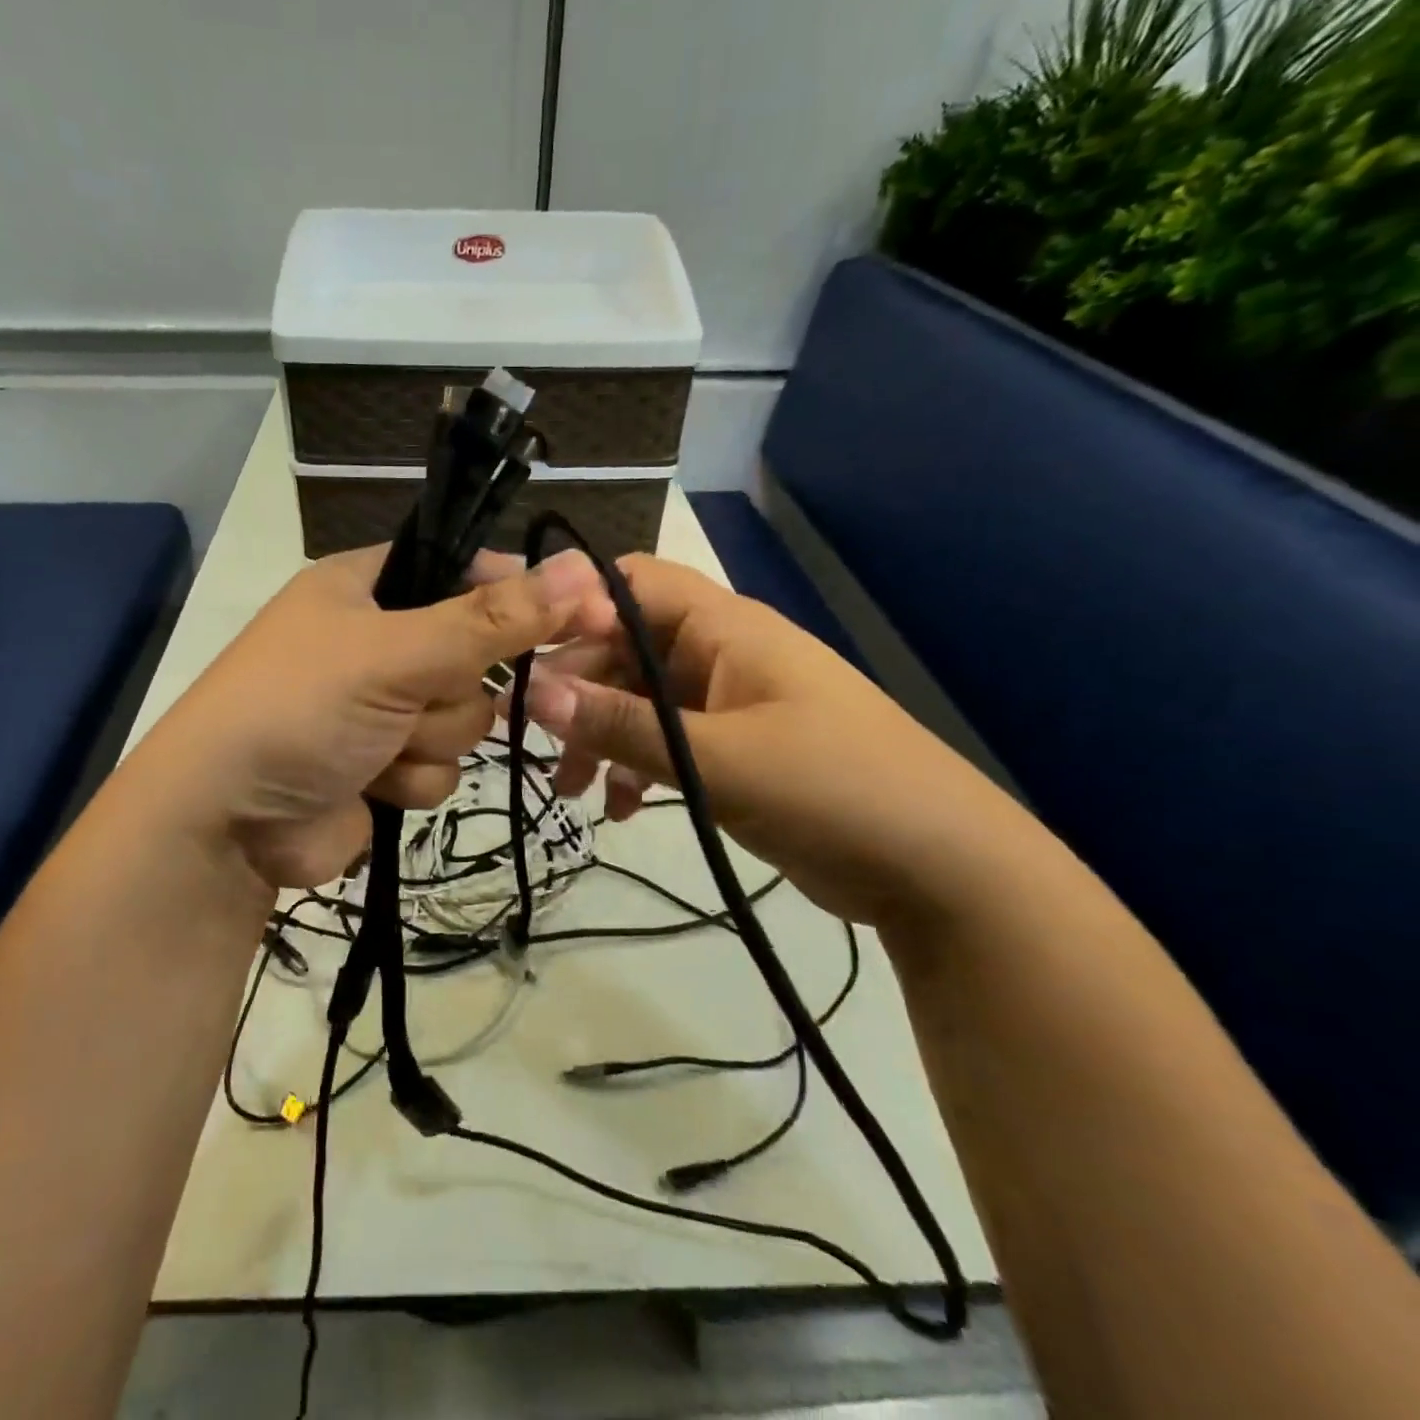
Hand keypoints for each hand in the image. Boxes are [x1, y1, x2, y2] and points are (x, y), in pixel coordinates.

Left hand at [154, 544, 612, 891]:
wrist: (226, 823)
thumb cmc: (299, 709)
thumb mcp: (395, 653)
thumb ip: (492, 619)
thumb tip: (586, 571)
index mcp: (368, 586)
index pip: (467, 570)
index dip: (518, 594)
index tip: (575, 616)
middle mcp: (379, 640)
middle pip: (476, 656)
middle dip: (450, 690)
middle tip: (410, 698)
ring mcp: (384, 707)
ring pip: (466, 719)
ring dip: (428, 740)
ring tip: (374, 747)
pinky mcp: (387, 765)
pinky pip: (442, 767)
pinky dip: (411, 780)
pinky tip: (370, 784)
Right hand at [521, 554, 1037, 929]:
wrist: (937, 867)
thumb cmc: (832, 788)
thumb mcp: (717, 759)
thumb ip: (622, 726)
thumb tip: (533, 692)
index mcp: (724, 628)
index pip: (629, 585)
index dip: (569, 604)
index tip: (515, 644)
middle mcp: (719, 654)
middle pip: (624, 649)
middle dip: (576, 691)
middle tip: (533, 743)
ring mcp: (726, 704)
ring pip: (639, 702)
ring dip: (600, 737)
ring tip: (571, 790)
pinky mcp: (732, 750)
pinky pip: (665, 743)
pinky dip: (635, 768)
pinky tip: (619, 809)